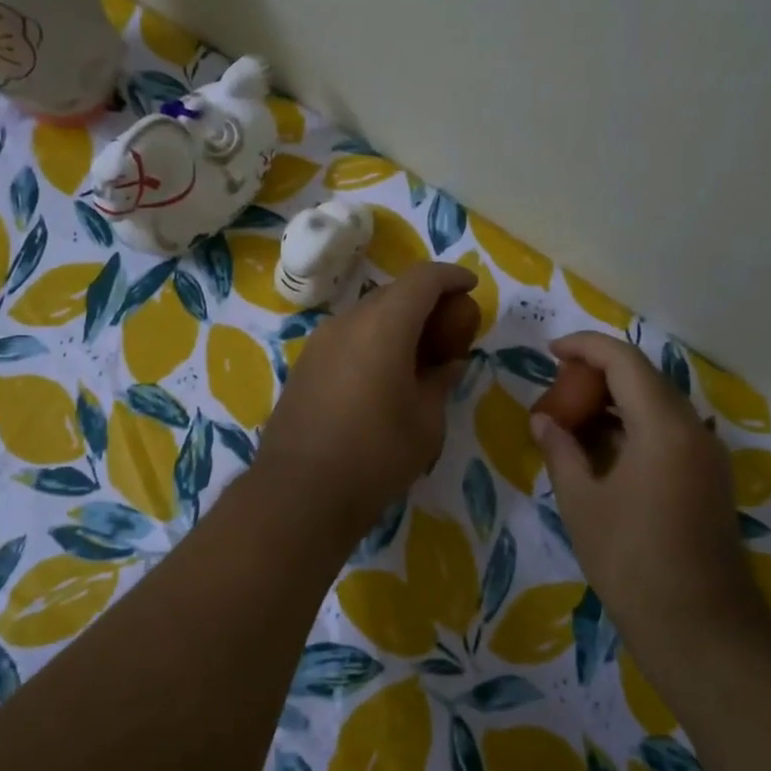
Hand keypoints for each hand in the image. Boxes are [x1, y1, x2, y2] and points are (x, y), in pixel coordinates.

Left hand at [253, 263, 474, 538]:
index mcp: (383, 326)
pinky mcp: (304, 366)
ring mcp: (319, 343)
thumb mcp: (426, 422)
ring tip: (417, 353)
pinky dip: (371, 341)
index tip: (470, 288)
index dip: (451, 277)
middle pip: (392, 293)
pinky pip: (346, 338)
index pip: (422, 279)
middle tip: (449, 327)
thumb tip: (447, 363)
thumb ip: (440, 381)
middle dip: (424, 301)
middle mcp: (346, 322)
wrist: (300, 493)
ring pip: (365, 315)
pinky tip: (382, 374)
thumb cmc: (375, 456)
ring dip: (395, 322)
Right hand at [530, 332, 770, 675]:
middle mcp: (694, 430)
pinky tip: (601, 448)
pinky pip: (668, 432)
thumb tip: (543, 421)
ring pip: (658, 406)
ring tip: (572, 418)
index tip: (550, 351)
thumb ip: (561, 451)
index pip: (625, 361)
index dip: (586, 347)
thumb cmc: (631, 560)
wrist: (698, 627)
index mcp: (663, 427)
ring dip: (616, 401)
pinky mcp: (708, 479)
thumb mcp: (582, 502)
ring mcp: (707, 456)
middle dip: (599, 374)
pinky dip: (633, 426)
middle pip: (645, 378)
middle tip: (557, 391)